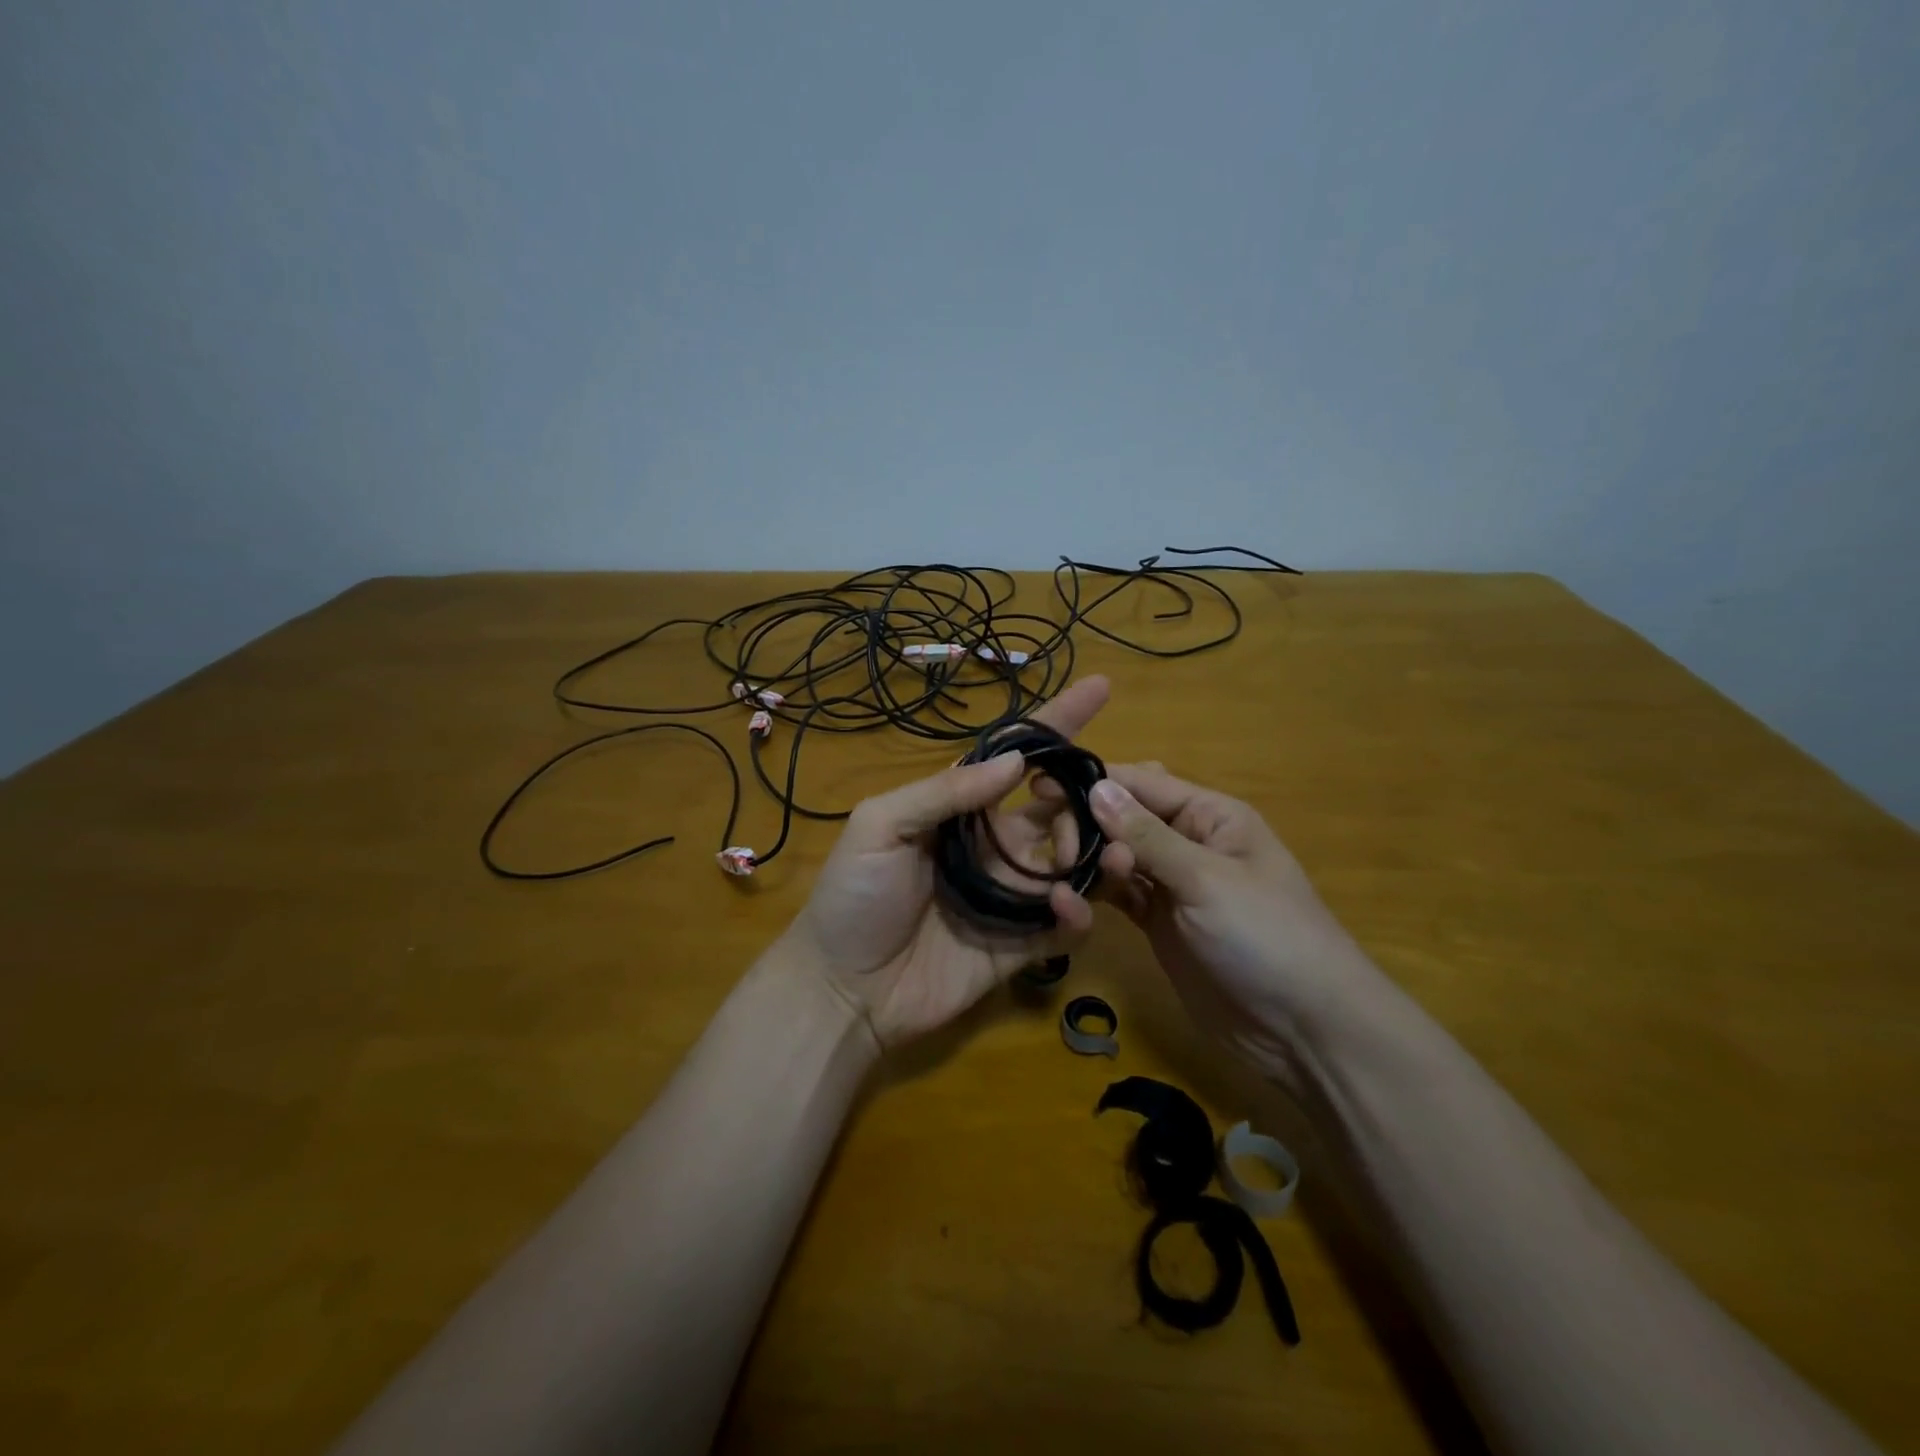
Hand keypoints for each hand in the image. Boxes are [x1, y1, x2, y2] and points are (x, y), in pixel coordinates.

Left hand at [783, 677, 1110, 1050]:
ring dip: (1096, 848)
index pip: (1017, 757)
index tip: (1100, 688)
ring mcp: (1011, 894)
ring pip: (1073, 860)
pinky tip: (1066, 905)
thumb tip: (1016, 761)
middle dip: (1088, 794)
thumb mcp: (881, 825)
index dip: (1056, 723)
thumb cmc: (854, 896)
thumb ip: (945, 792)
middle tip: (1100, 799)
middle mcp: (994, 844)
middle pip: (1059, 806)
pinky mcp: (1021, 944)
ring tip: (1103, 848)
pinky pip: (1066, 922)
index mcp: (962, 809)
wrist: (843, 987)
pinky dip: (1079, 911)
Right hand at [1084, 764, 1379, 1081]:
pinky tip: (1069, 902)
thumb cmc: (1265, 936)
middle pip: (1123, 816)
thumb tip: (1096, 787)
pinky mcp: (1158, 923)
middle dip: (1087, 823)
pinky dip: (1094, 894)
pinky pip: (1118, 895)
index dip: (1093, 782)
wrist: (1303, 1030)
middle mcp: (1187, 841)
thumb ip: (1146, 835)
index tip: (1039, 785)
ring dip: (1087, 859)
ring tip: (1060, 876)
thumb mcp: (1205, 879)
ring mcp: (1171, 885)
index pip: (1141, 783)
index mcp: (1210, 815)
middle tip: (1057, 850)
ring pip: (1116, 855)